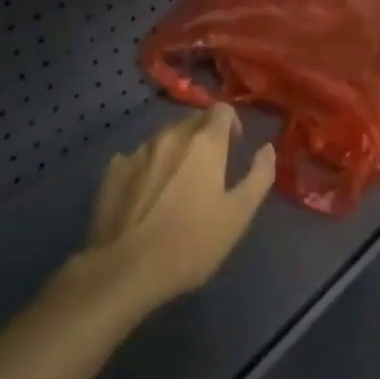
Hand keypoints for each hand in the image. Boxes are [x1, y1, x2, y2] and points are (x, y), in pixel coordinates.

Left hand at [82, 104, 276, 311]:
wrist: (127, 269)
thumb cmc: (192, 242)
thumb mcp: (239, 214)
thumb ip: (259, 176)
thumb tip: (267, 148)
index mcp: (204, 143)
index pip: (221, 110)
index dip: (232, 124)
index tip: (233, 148)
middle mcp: (170, 136)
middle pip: (192, 120)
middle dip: (204, 135)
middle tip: (210, 169)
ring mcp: (138, 152)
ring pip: (163, 138)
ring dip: (175, 151)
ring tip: (177, 184)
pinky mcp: (113, 171)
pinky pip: (137, 158)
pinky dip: (148, 167)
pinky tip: (147, 195)